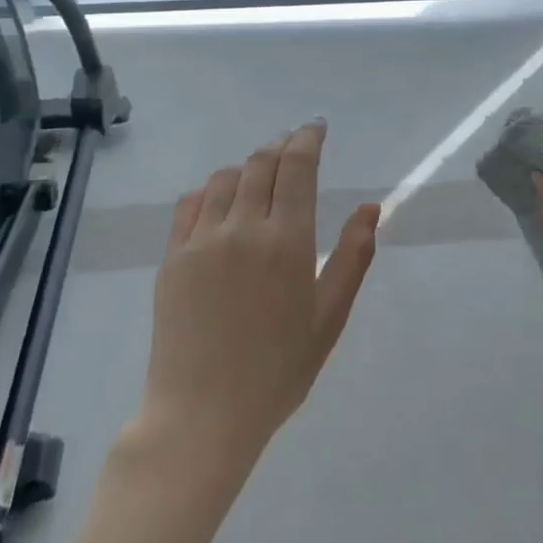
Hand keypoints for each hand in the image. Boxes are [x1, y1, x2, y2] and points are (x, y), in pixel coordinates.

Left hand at [140, 121, 379, 469]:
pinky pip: (191, 202)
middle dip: (281, 146)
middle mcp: (242, 228)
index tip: (317, 127)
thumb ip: (352, 257)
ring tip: (261, 173)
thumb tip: (370, 209)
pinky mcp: (172, 256)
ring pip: (225, 177)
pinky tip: (221, 200)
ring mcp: (201, 240)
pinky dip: (211, 189)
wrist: (202, 414)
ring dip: (248, 165)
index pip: (296, 166)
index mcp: (286, 241)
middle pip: (261, 163)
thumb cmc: (278, 370)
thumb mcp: (328, 317)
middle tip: (294, 145)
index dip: (308, 139)